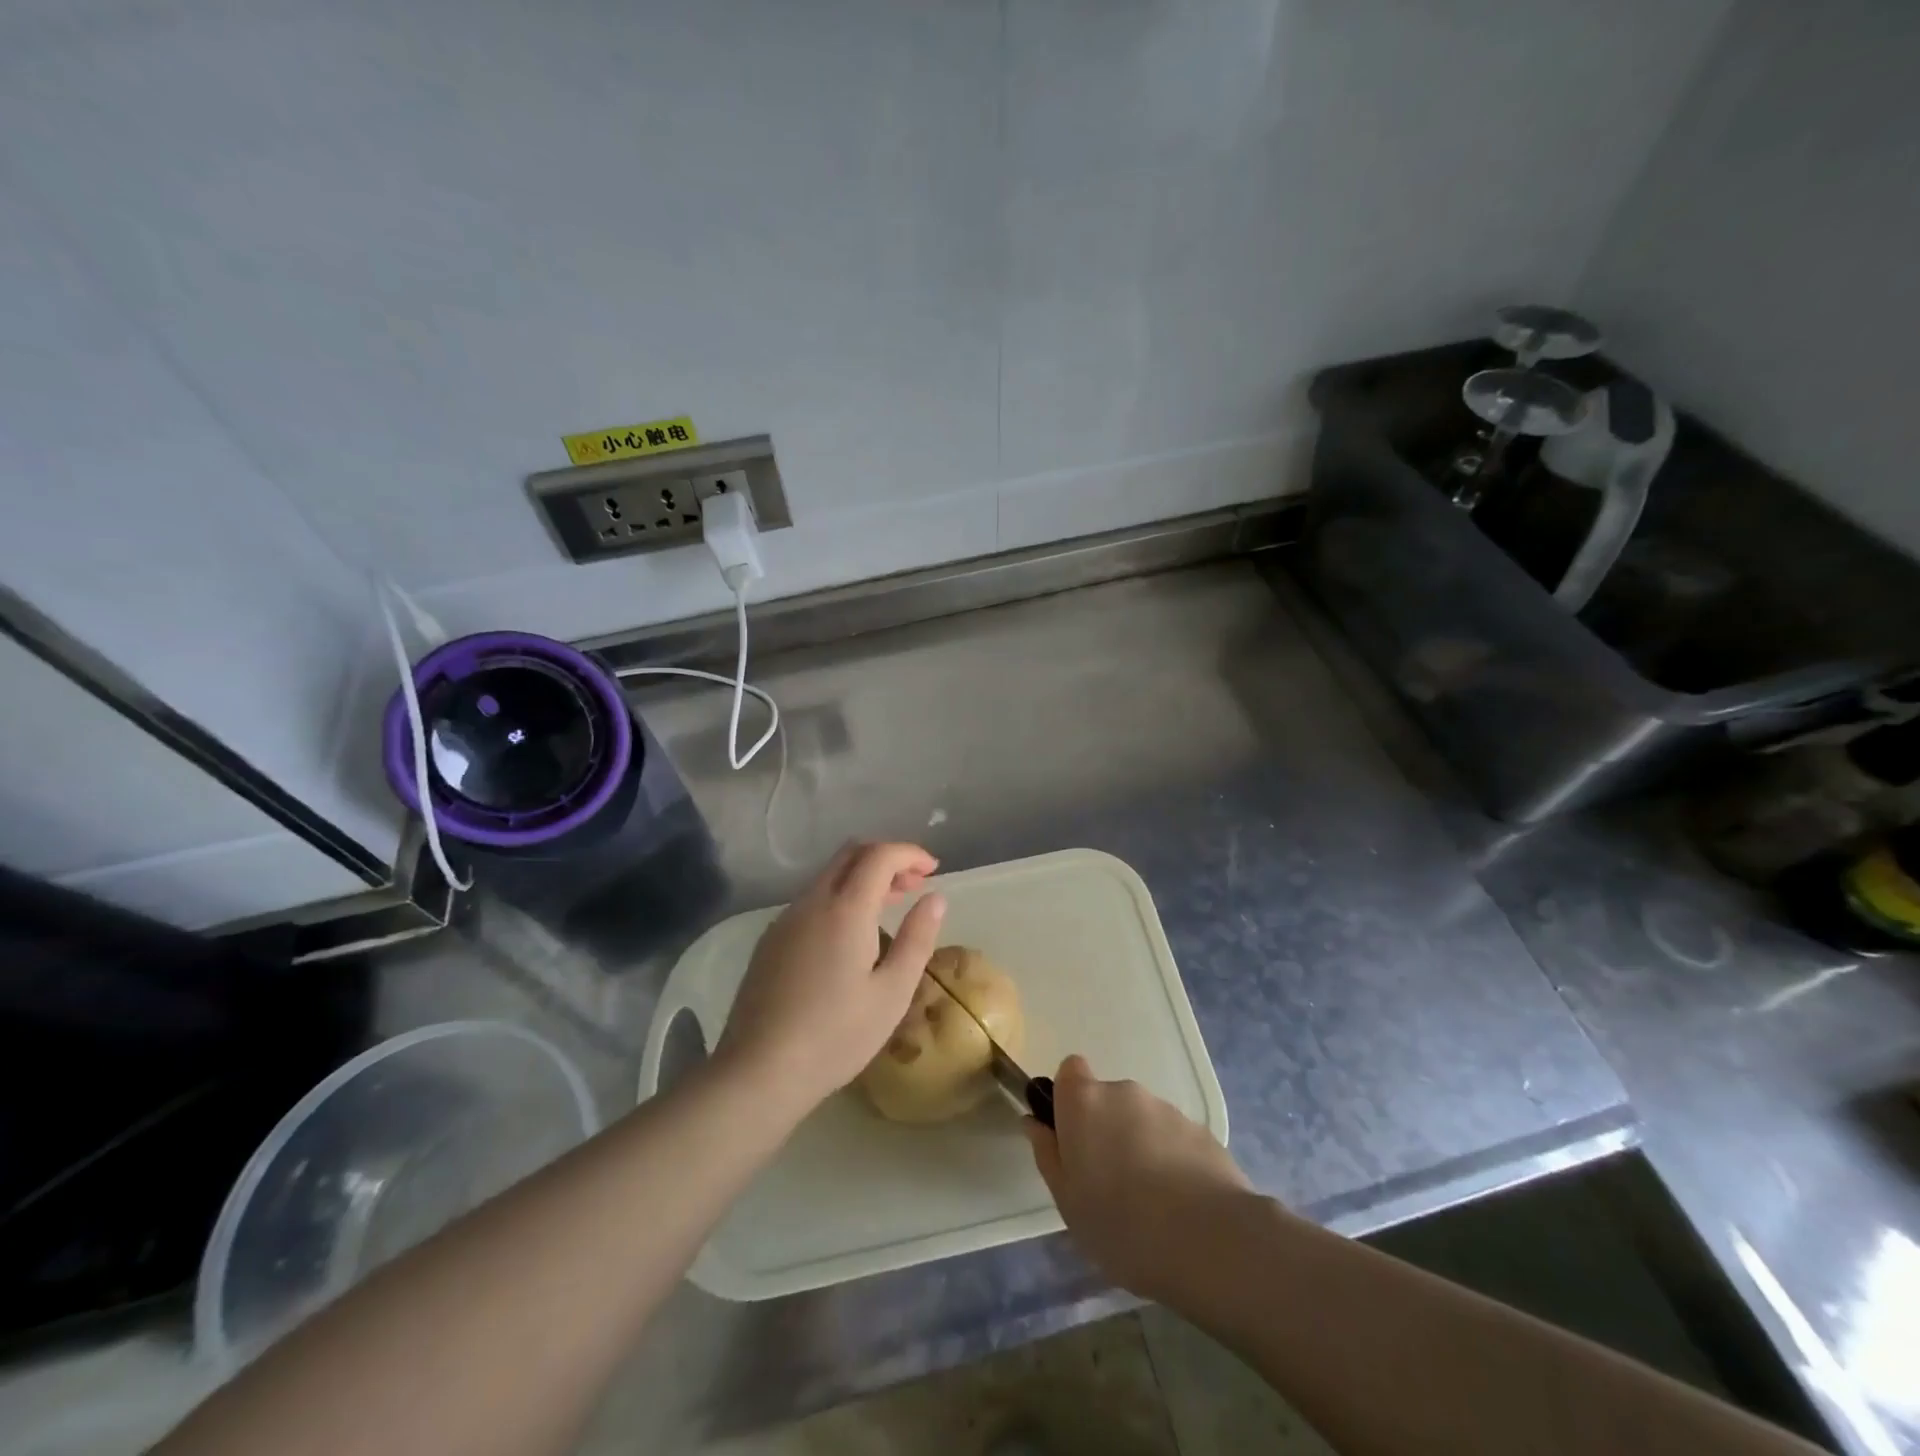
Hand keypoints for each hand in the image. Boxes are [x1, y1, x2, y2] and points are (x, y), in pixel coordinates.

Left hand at [717, 842, 946, 1116]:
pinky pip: (811, 900)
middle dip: (886, 858)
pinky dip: (839, 898)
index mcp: (845, 910)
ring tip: (889, 907)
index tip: (933, 869)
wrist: (759, 1071)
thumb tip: (935, 898)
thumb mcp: (892, 993)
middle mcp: (811, 902)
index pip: (879, 855)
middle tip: (913, 884)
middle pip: (849, 854)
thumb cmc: (836, 1036)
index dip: (909, 853)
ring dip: (862, 878)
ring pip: (828, 877)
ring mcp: (785, 920)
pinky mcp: (769, 941)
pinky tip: (850, 935)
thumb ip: (917, 938)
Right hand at [1026, 1055, 1254, 1303]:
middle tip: (1109, 1183)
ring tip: (1150, 1203)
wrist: (1208, 1241)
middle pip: (1107, 1100)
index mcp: (1085, 1102)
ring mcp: (1167, 1109)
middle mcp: (1124, 1092)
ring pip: (1142, 1120)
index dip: (1068, 1098)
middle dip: (1106, 1130)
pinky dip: (1172, 1161)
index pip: (1070, 1070)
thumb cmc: (1120, 1223)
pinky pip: (1175, 1139)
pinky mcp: (1202, 1131)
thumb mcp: (1067, 1201)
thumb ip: (1048, 1154)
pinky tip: (1181, 1206)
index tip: (1072, 1137)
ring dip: (1140, 1146)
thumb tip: (1035, 1122)